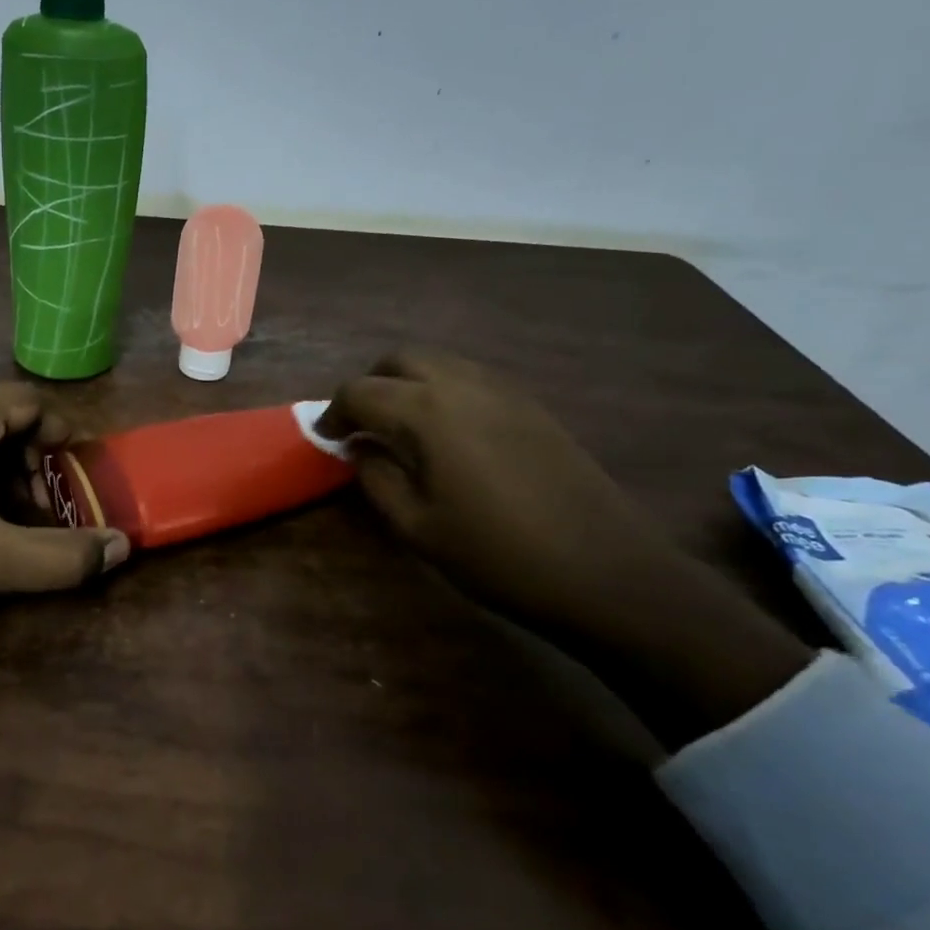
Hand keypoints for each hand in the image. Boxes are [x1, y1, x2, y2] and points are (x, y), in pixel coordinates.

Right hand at [318, 351, 686, 633]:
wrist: (603, 570)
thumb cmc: (495, 554)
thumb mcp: (416, 526)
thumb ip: (376, 477)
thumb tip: (360, 447)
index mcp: (425, 412)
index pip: (359, 391)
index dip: (334, 413)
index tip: (327, 439)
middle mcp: (461, 385)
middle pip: (399, 360)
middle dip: (370, 386)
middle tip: (362, 426)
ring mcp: (502, 389)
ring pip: (438, 362)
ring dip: (407, 383)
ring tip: (402, 428)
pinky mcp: (531, 404)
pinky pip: (471, 377)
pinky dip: (443, 390)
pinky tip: (448, 433)